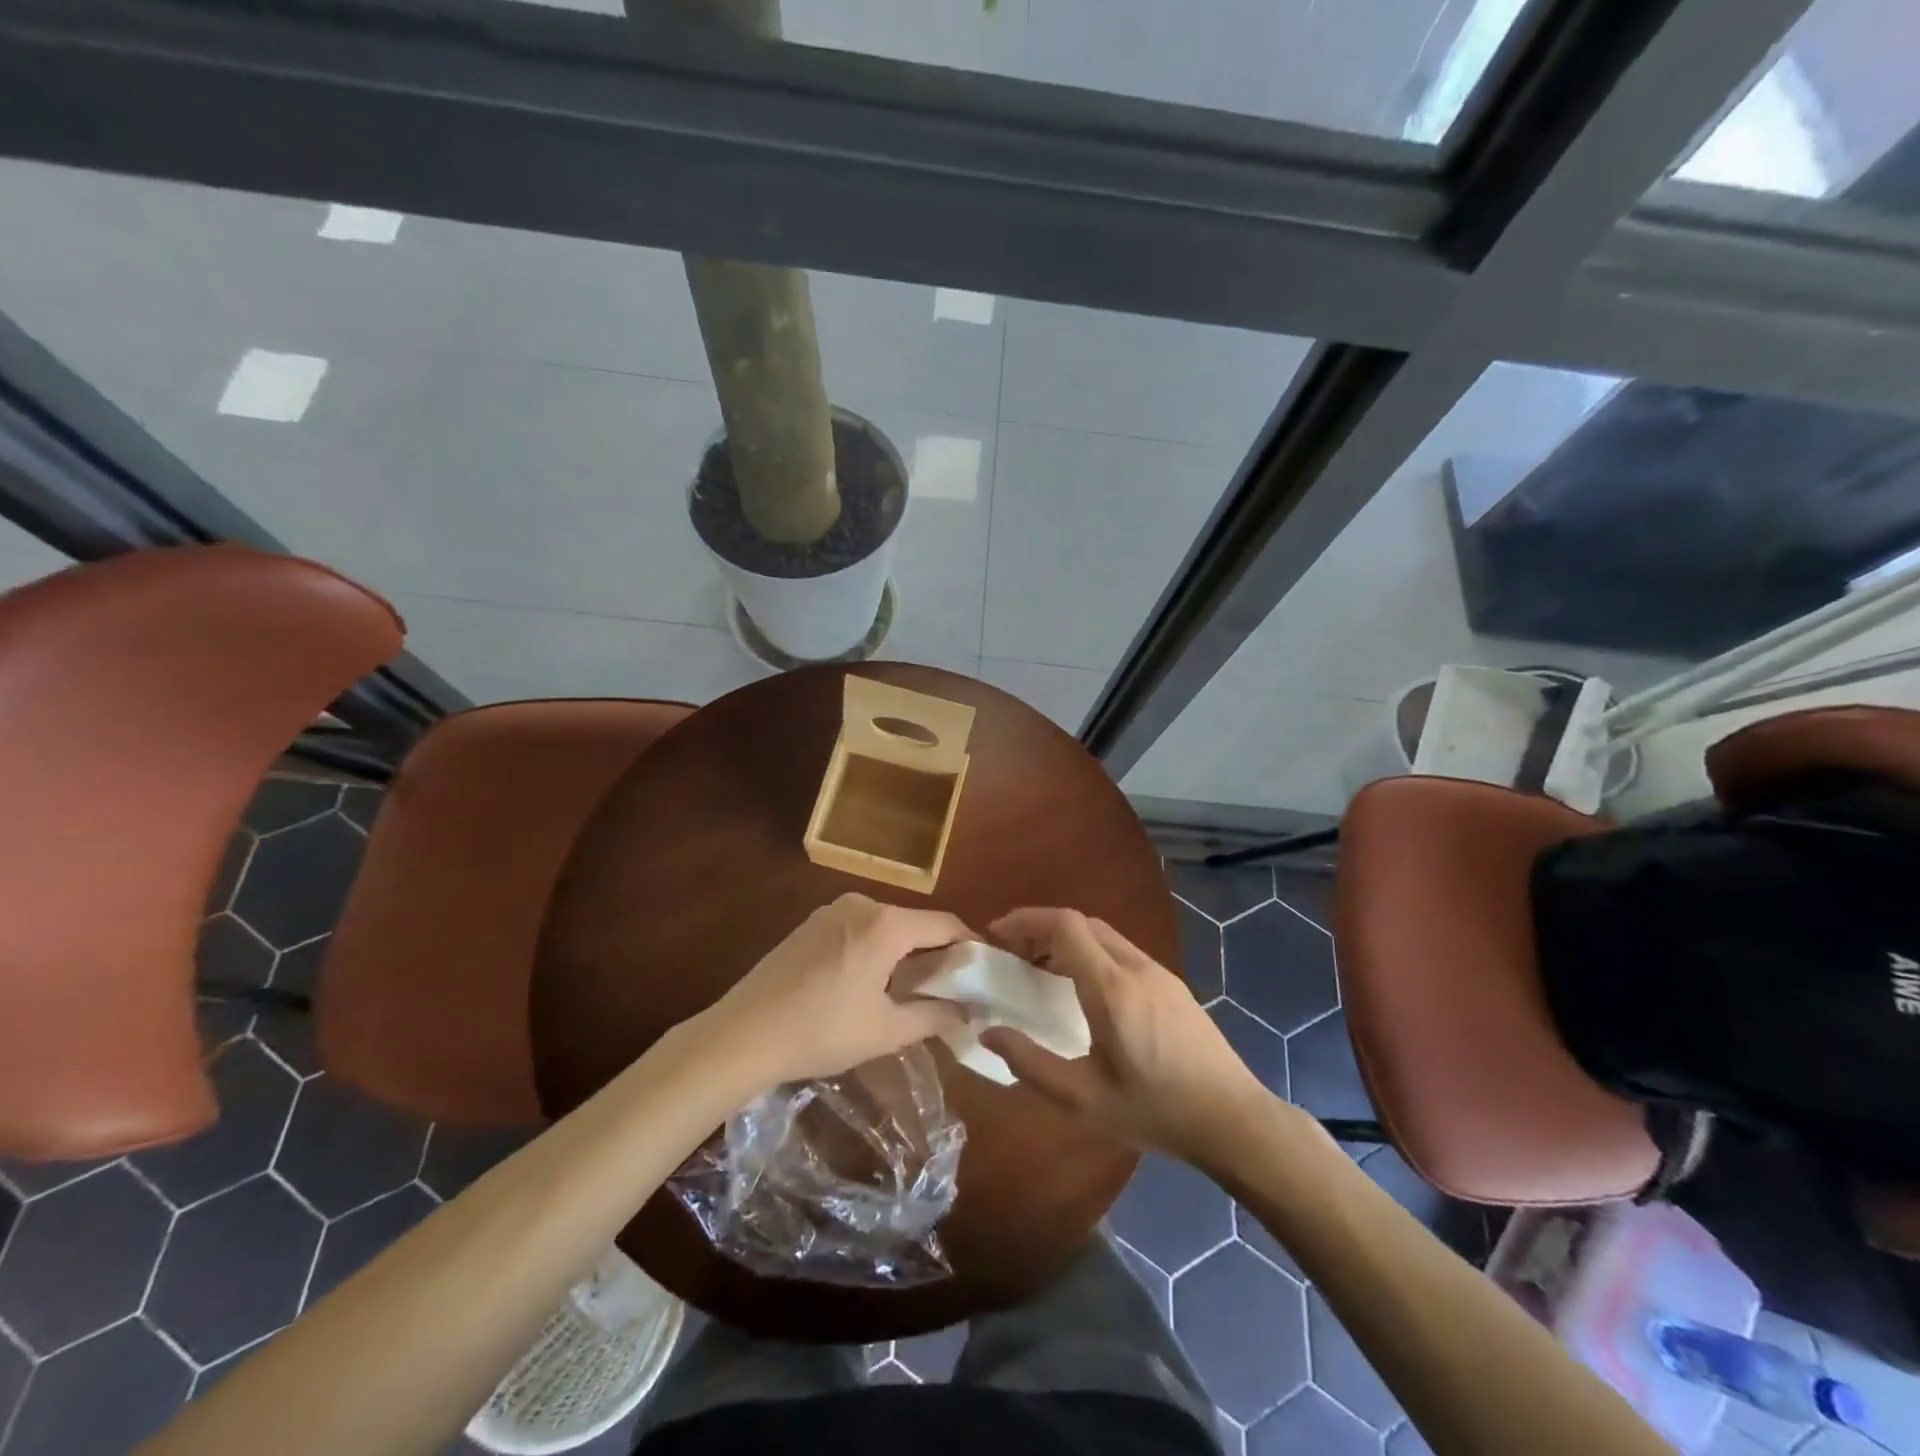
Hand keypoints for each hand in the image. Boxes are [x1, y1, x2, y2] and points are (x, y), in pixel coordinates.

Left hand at [706, 893, 972, 1085]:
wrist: (742, 1034)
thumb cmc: (821, 1031)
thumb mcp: (885, 1031)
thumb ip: (934, 1017)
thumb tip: (968, 1013)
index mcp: (886, 924)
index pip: (946, 924)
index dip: (971, 946)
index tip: (986, 971)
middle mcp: (862, 904)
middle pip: (915, 924)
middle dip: (937, 953)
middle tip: (952, 989)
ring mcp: (832, 910)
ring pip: (886, 927)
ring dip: (905, 953)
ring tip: (912, 991)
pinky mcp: (810, 924)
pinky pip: (859, 929)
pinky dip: (876, 950)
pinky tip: (869, 984)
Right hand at [980, 908, 1280, 1168]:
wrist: (1234, 1120)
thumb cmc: (1155, 1110)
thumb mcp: (1083, 1099)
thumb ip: (1030, 1064)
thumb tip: (988, 1032)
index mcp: (1111, 987)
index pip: (1064, 924)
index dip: (1027, 920)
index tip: (998, 935)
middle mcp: (1134, 967)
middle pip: (1082, 923)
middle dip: (1042, 928)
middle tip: (1014, 954)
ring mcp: (1158, 973)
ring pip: (1104, 935)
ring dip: (1068, 940)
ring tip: (1042, 971)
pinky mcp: (1173, 985)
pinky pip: (1122, 952)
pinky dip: (1092, 954)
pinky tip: (1085, 990)